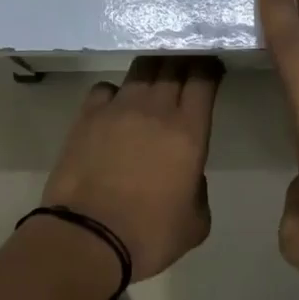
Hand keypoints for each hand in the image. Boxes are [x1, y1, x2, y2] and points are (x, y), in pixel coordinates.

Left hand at [39, 56, 223, 281]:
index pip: (203, 80)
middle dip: (183, 61)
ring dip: (152, 70)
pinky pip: (105, 89)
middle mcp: (155, 109)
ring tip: (154, 80)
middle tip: (187, 66)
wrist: (87, 238)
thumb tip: (187, 173)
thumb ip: (199, 189)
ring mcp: (117, 109)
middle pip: (173, 66)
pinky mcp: (86, 117)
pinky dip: (115, 92)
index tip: (212, 68)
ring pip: (140, 71)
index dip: (210, 69)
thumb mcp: (196, 222)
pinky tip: (114, 107)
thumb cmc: (149, 235)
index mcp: (189, 132)